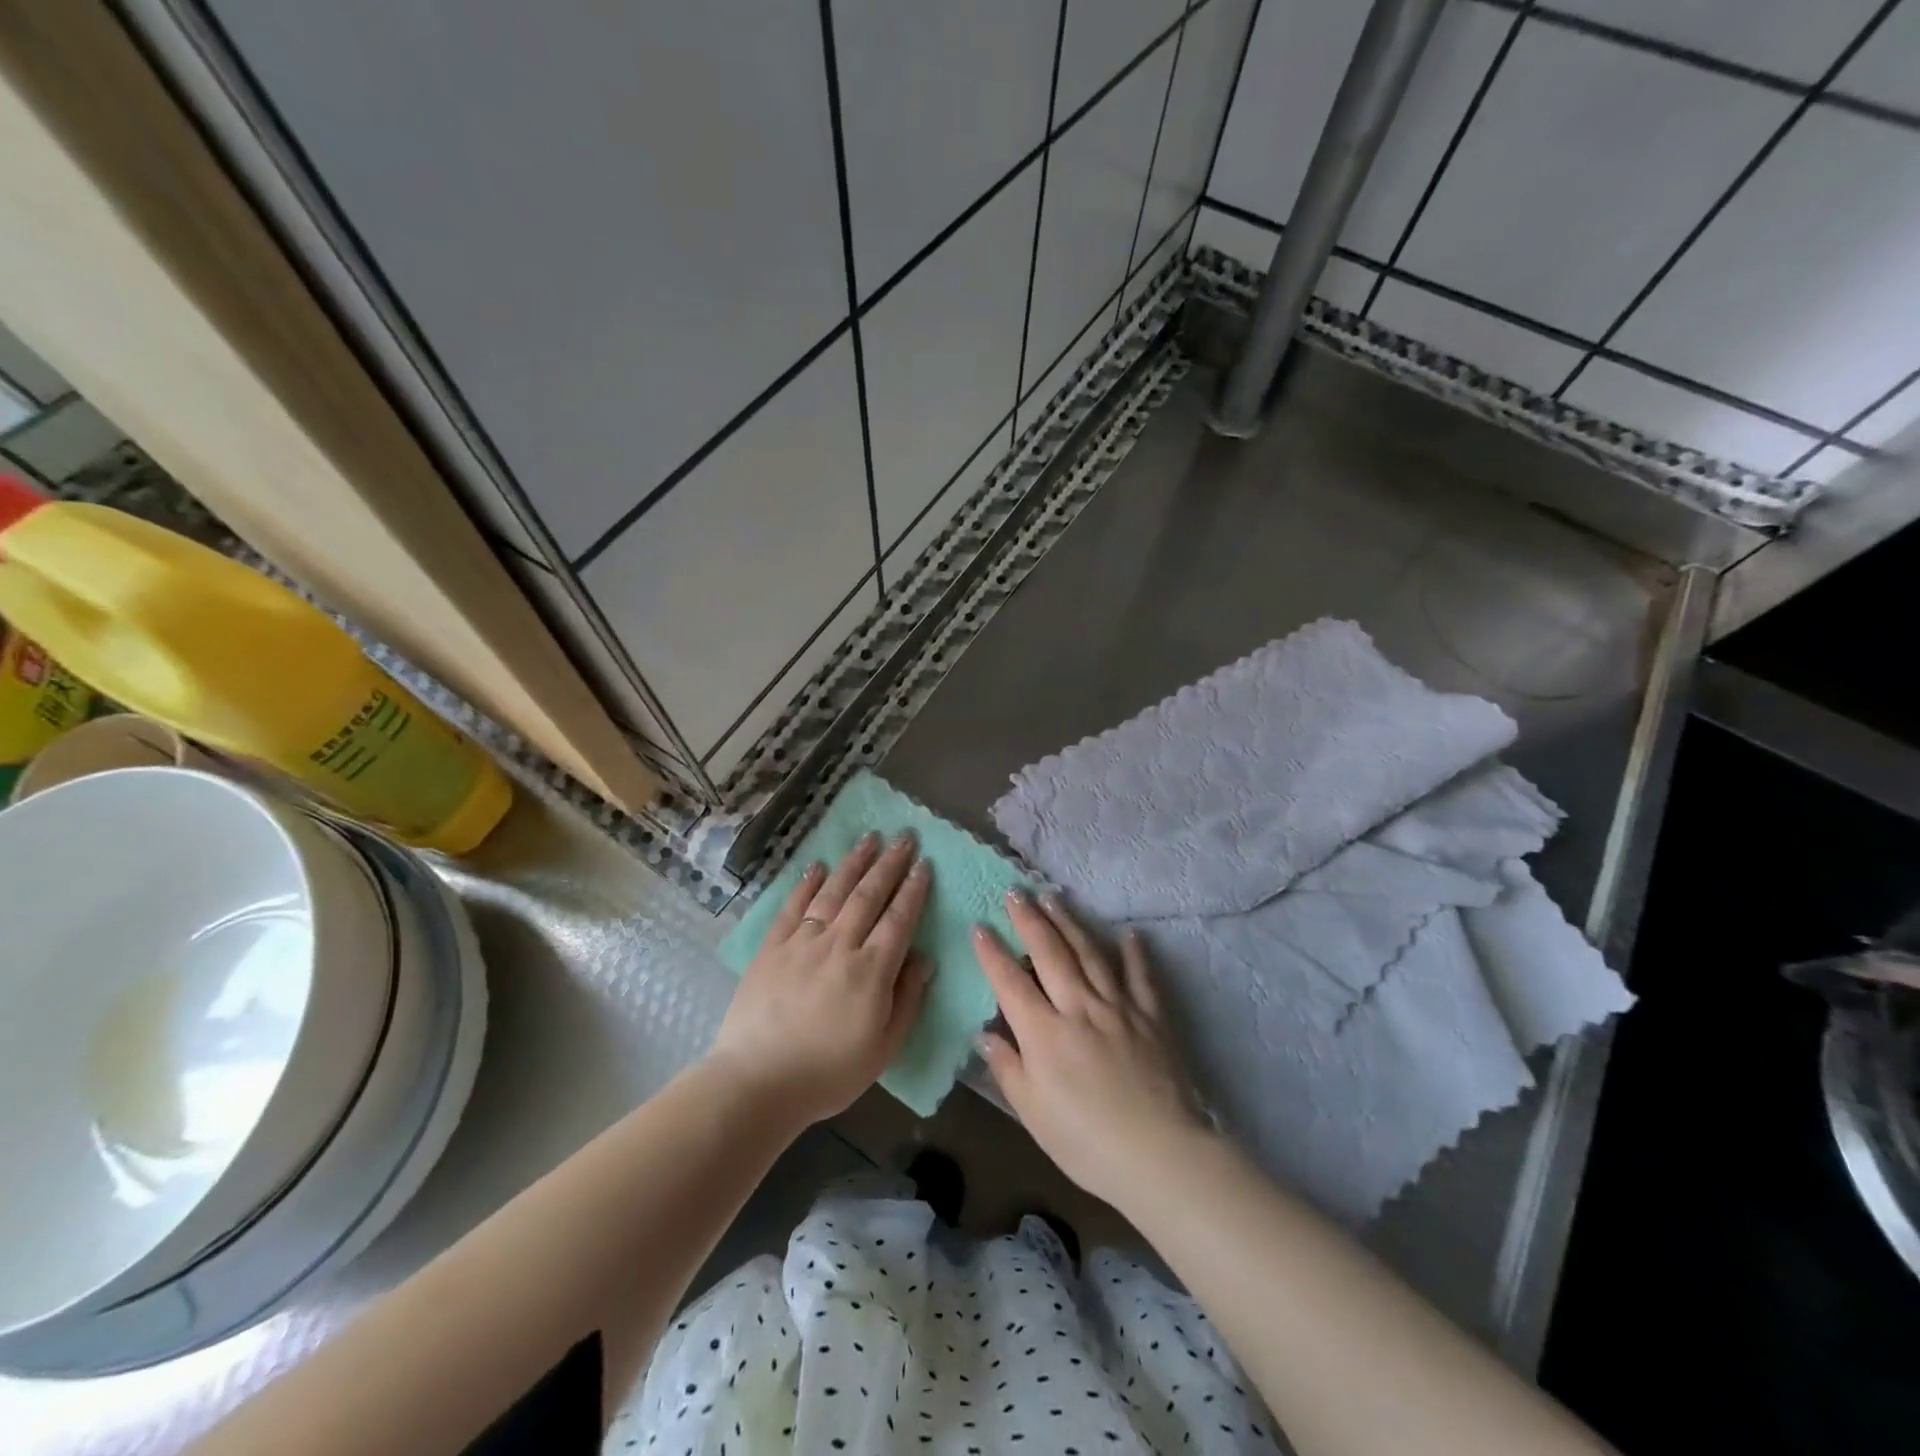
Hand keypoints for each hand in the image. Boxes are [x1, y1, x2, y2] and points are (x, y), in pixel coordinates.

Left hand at [707, 831, 930, 1126]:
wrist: (757, 1082)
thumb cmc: (828, 1073)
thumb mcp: (883, 1048)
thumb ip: (908, 1000)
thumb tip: (925, 959)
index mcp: (871, 971)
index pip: (899, 919)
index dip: (913, 890)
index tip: (923, 865)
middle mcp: (839, 945)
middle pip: (869, 896)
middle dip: (889, 864)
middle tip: (904, 838)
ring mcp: (802, 943)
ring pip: (833, 892)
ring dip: (854, 863)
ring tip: (869, 839)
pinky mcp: (772, 948)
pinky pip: (792, 907)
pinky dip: (806, 884)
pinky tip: (817, 865)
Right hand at [973, 891, 1208, 1209]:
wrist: (1159, 1155)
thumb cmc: (1086, 1142)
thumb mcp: (1032, 1113)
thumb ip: (1007, 1068)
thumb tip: (984, 1033)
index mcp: (1044, 1033)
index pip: (1010, 982)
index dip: (991, 953)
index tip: (979, 925)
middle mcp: (1079, 1007)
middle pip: (1050, 954)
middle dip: (1029, 920)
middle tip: (1016, 892)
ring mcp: (1118, 1007)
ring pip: (1090, 953)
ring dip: (1070, 922)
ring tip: (1054, 897)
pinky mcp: (1151, 1016)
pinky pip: (1141, 976)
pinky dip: (1135, 952)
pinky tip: (1130, 932)